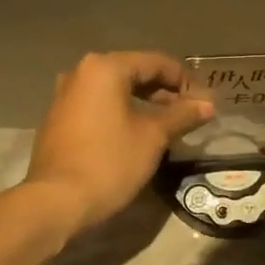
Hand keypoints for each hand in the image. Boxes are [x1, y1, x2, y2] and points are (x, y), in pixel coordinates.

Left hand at [25, 52, 213, 232]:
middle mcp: (81, 73)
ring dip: (143, 103)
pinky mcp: (58, 119)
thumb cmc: (110, 162)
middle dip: (164, 91)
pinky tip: (136, 133)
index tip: (203, 103)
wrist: (57, 201)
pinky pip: (97, 106)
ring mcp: (64, 96)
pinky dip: (120, 113)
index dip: (184, 80)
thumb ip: (182, 115)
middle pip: (133, 73)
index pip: (156, 63)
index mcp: (105, 68)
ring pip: (114, 90)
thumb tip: (208, 105)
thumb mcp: (153, 137)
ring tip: (166, 125)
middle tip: (188, 114)